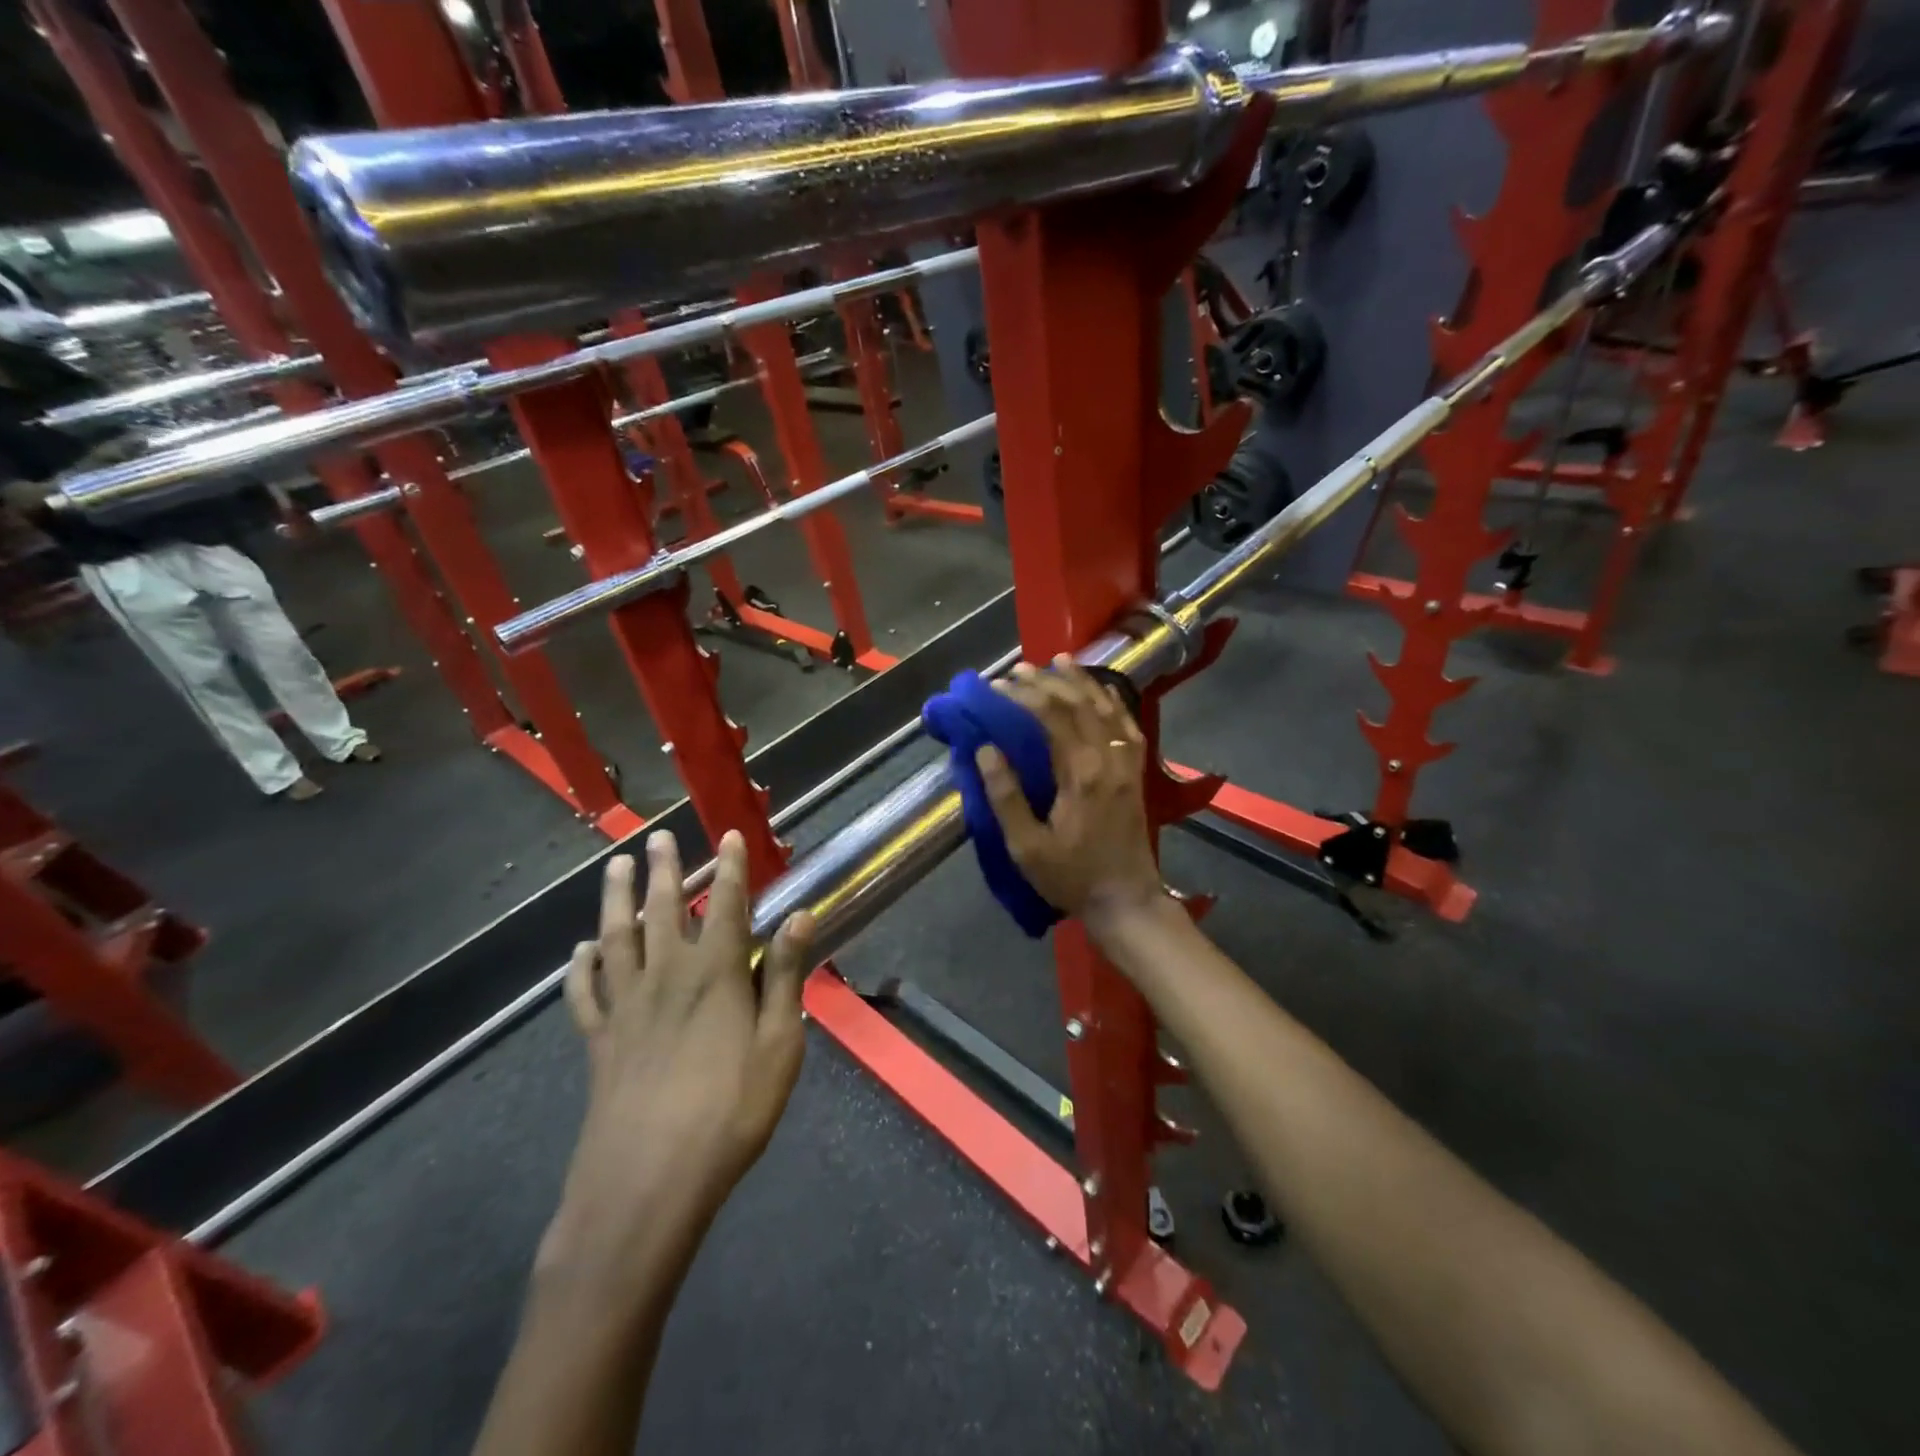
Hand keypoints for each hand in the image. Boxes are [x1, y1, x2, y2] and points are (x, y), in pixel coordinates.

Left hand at [545, 829, 813, 1285]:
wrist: (648, 1182)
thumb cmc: (730, 1112)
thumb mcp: (779, 1045)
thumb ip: (783, 977)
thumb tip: (800, 917)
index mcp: (715, 974)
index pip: (726, 905)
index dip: (731, 867)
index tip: (730, 835)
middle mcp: (666, 975)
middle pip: (663, 909)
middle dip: (664, 869)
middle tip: (656, 837)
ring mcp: (626, 1006)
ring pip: (617, 937)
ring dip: (615, 899)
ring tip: (614, 867)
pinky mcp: (599, 1040)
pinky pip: (585, 992)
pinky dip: (581, 967)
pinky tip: (581, 952)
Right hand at [974, 655, 1165, 928]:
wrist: (1125, 900)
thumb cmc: (1071, 877)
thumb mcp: (1026, 846)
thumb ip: (1006, 796)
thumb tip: (986, 749)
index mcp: (1080, 774)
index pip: (1051, 717)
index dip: (1023, 696)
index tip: (996, 687)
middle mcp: (1107, 759)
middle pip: (1078, 704)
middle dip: (1047, 681)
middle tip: (1018, 669)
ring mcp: (1126, 764)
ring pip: (1106, 708)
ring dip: (1081, 682)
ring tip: (1059, 660)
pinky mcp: (1135, 772)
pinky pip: (1127, 725)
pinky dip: (1112, 702)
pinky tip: (1100, 690)